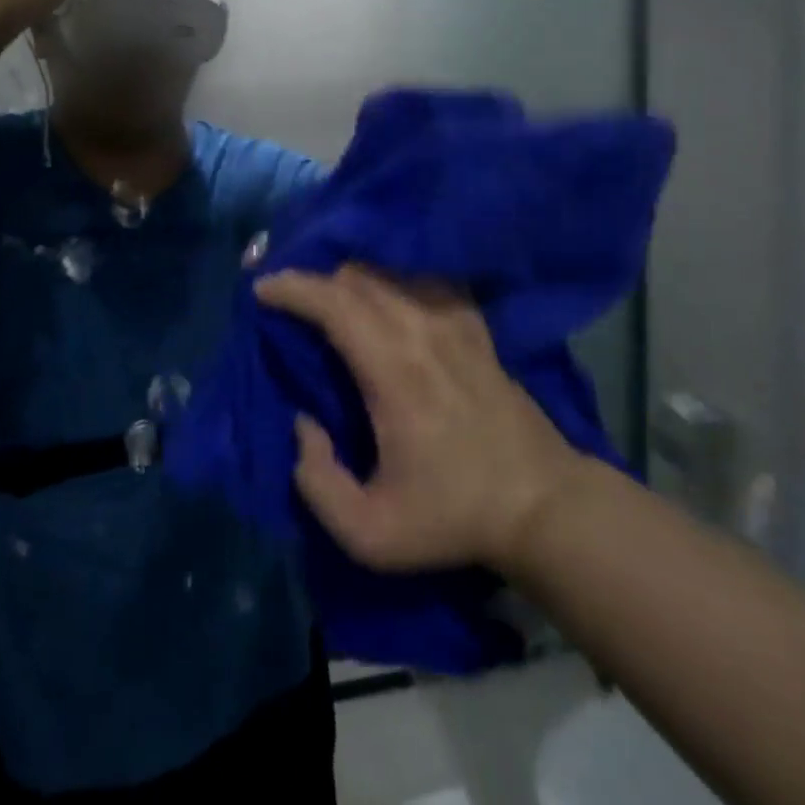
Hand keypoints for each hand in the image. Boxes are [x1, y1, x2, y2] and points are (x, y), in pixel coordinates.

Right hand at [256, 266, 586, 575]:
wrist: (541, 503)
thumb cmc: (453, 516)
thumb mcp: (371, 532)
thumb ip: (318, 482)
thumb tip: (302, 425)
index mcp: (392, 371)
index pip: (334, 303)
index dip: (292, 288)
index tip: (262, 289)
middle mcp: (421, 330)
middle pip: (357, 277)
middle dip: (313, 276)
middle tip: (287, 293)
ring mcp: (453, 322)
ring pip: (390, 271)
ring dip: (350, 272)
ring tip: (326, 290)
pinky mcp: (474, 326)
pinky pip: (426, 279)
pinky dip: (394, 274)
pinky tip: (384, 289)